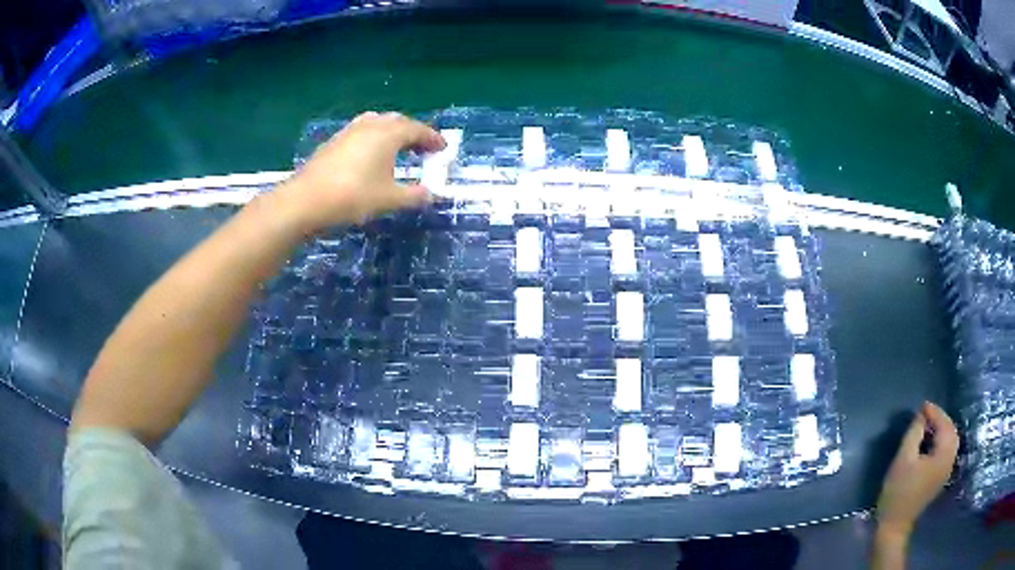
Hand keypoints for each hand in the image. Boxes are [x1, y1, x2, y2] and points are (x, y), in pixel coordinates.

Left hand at [275, 111, 445, 233]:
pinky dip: (374, 137)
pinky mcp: (334, 141)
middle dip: (414, 133)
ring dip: (392, 132)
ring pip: (378, 122)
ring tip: (398, 148)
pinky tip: (370, 155)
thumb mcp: (389, 199)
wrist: (306, 200)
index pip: (418, 130)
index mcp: (388, 134)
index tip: (443, 149)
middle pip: (398, 121)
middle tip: (423, 149)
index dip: (433, 139)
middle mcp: (370, 125)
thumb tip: (431, 194)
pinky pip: (362, 131)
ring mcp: (349, 131)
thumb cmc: (353, 197)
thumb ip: (414, 195)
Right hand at [876, 402, 959, 539]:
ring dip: (941, 430)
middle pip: (951, 431)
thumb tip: (921, 416)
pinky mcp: (941, 477)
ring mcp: (946, 470)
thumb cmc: (898, 492)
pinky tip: (930, 442)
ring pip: (950, 441)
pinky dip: (941, 441)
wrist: (894, 525)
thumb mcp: (903, 459)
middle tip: (925, 414)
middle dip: (940, 419)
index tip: (921, 406)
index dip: (934, 412)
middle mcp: (949, 460)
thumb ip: (914, 433)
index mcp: (943, 455)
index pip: (944, 425)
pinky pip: (947, 451)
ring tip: (927, 426)